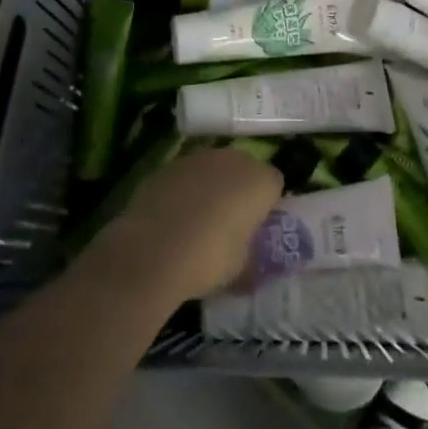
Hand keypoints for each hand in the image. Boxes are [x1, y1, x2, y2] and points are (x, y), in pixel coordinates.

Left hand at [99, 146, 283, 302]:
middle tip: (229, 222)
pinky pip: (186, 175)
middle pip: (245, 169)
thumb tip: (253, 264)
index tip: (256, 227)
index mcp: (260, 180)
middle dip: (240, 190)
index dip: (267, 205)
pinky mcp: (169, 164)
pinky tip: (173, 217)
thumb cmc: (208, 260)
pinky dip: (185, 190)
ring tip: (197, 220)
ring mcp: (199, 158)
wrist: (152, 252)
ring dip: (211, 186)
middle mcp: (233, 159)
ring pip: (214, 169)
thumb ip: (253, 259)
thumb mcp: (241, 270)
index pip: (275, 184)